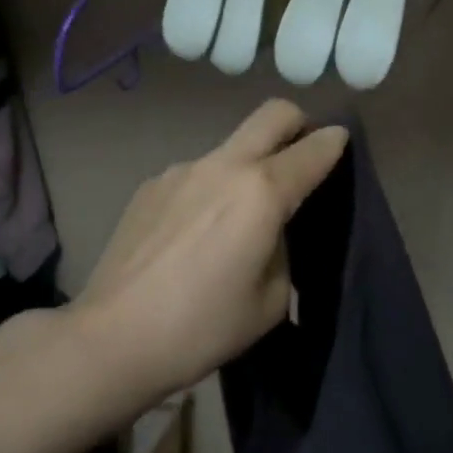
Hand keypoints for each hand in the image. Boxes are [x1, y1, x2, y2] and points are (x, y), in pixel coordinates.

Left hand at [76, 99, 348, 403]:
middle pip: (274, 114)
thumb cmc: (201, 326)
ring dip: (249, 164)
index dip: (336, 142)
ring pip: (232, 146)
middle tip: (301, 154)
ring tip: (236, 219)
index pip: (314, 148)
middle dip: (299, 123)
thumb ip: (283, 250)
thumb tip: (271, 231)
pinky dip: (211, 189)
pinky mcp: (152, 184)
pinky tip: (193, 234)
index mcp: (262, 192)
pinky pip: (197, 173)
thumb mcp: (270, 300)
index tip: (341, 144)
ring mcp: (183, 169)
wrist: (111, 339)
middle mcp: (225, 165)